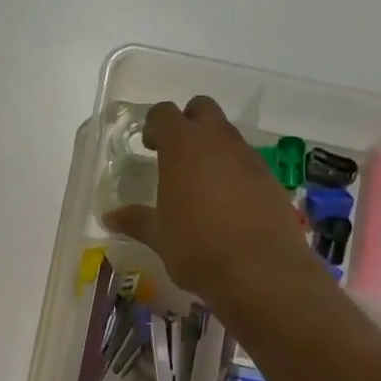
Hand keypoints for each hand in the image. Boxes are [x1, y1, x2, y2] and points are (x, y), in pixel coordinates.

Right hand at [102, 97, 317, 308]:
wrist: (261, 272)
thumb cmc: (197, 249)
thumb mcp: (159, 237)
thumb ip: (136, 220)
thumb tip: (109, 217)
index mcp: (183, 147)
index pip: (164, 114)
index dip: (155, 126)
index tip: (150, 146)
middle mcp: (218, 142)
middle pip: (203, 109)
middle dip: (188, 123)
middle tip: (176, 155)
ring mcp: (249, 158)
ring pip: (228, 135)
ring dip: (213, 149)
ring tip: (201, 185)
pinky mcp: (271, 180)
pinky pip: (247, 163)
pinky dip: (235, 173)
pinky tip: (228, 205)